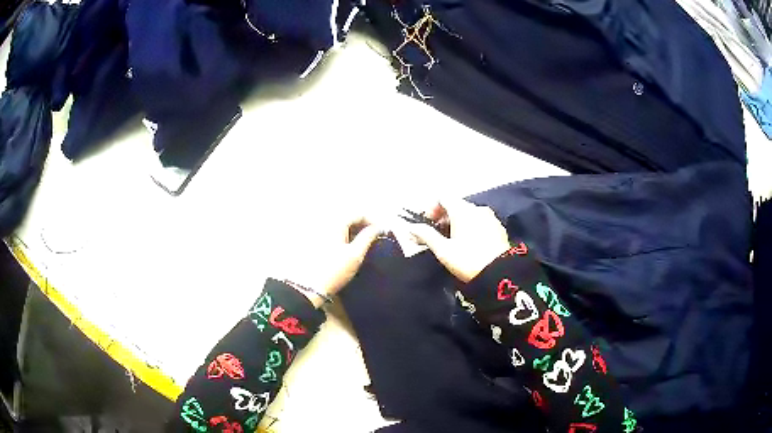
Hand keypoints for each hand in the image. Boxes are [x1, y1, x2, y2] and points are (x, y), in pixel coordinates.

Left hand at [284, 217, 382, 306]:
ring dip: (353, 231)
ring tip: (362, 244)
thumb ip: (368, 237)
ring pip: (340, 225)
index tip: (381, 232)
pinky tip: (347, 248)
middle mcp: (325, 222)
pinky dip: (343, 236)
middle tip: (373, 238)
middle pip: (348, 217)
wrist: (309, 287)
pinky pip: (332, 233)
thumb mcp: (355, 254)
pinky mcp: (313, 242)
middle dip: (362, 226)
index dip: (372, 221)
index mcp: (335, 222)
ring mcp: (317, 231)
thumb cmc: (334, 270)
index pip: (358, 213)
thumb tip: (377, 227)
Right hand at [408, 199, 509, 282]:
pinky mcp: (499, 228)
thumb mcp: (443, 250)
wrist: (499, 274)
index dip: (431, 208)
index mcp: (462, 210)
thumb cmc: (468, 260)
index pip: (442, 198)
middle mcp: (477, 209)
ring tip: (453, 240)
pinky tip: (469, 243)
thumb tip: (411, 227)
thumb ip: (426, 235)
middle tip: (437, 234)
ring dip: (458, 222)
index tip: (427, 223)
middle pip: (456, 205)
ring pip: (469, 214)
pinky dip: (471, 227)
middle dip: (443, 216)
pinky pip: (481, 221)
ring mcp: (490, 218)